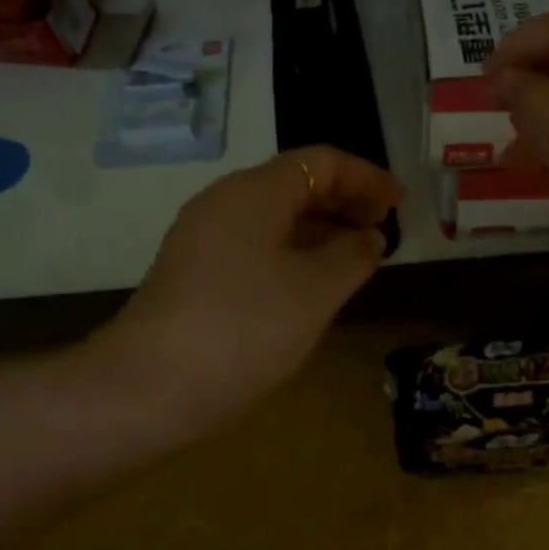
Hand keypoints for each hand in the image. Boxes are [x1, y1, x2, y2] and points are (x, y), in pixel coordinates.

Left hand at [94, 147, 403, 426]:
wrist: (147, 387)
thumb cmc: (244, 327)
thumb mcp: (315, 291)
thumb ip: (352, 255)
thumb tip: (369, 237)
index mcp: (255, 191)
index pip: (322, 162)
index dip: (367, 177)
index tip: (400, 203)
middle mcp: (225, 201)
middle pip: (296, 183)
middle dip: (344, 201)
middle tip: (382, 231)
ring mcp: (203, 235)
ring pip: (274, 215)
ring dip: (320, 229)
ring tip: (355, 257)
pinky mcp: (194, 269)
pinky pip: (255, 242)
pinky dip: (292, 251)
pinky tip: (311, 282)